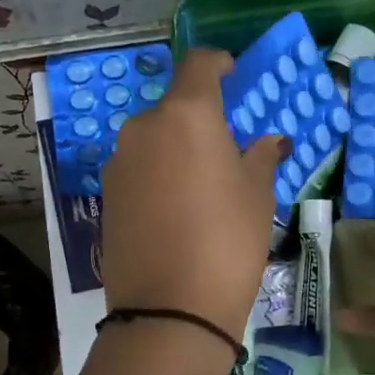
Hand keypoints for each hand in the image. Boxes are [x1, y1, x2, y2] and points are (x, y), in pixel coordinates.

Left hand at [101, 49, 285, 342]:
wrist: (169, 310)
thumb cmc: (227, 242)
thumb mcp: (257, 197)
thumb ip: (260, 157)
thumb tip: (269, 141)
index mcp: (186, 115)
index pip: (198, 64)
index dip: (218, 64)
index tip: (233, 76)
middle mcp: (144, 127)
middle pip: (174, 106)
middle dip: (200, 119)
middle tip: (225, 150)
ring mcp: (118, 161)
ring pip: (153, 139)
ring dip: (176, 148)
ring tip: (201, 187)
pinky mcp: (105, 194)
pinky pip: (137, 168)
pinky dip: (157, 174)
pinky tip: (175, 210)